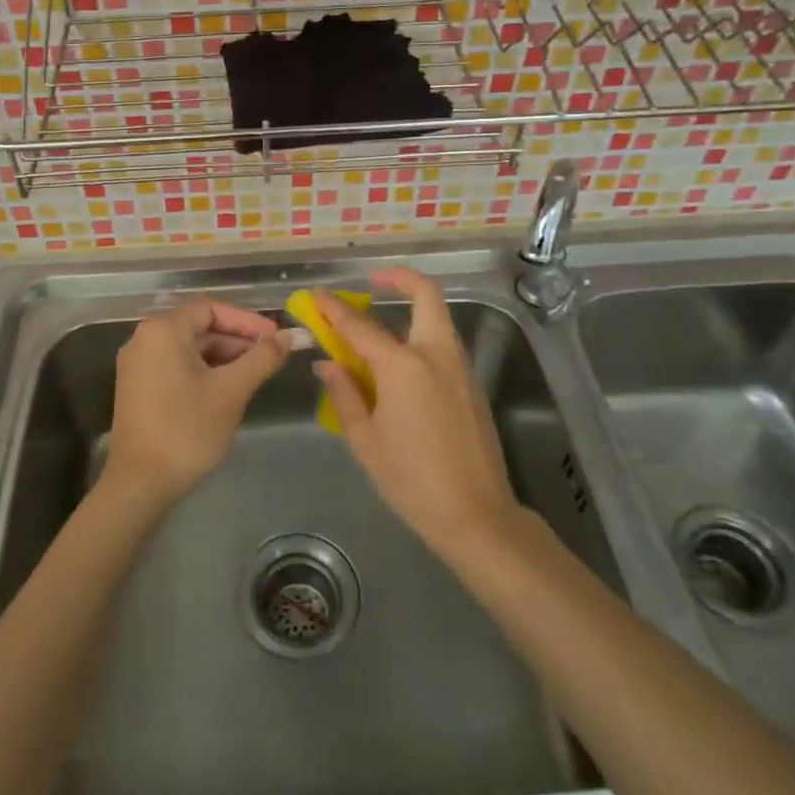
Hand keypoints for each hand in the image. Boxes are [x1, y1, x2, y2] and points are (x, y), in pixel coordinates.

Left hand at [104, 298, 288, 508]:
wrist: (139, 483)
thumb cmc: (187, 429)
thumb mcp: (232, 390)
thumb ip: (263, 358)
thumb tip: (291, 335)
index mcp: (163, 330)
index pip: (211, 308)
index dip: (246, 320)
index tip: (274, 338)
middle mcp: (144, 338)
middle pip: (198, 326)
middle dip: (236, 339)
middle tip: (270, 357)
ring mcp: (137, 364)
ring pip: (188, 347)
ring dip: (222, 355)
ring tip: (254, 375)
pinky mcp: (137, 386)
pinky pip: (175, 364)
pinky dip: (202, 369)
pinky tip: (226, 389)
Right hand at [316, 270, 524, 553]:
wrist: (476, 515)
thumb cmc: (411, 480)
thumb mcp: (366, 440)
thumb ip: (344, 394)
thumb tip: (328, 364)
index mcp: (403, 366)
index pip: (360, 326)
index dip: (334, 309)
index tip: (317, 296)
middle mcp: (435, 355)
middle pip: (425, 296)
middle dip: (400, 278)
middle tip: (373, 282)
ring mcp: (460, 368)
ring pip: (438, 319)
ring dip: (411, 309)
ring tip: (379, 328)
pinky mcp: (472, 386)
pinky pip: (443, 346)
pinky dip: (421, 338)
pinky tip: (400, 366)